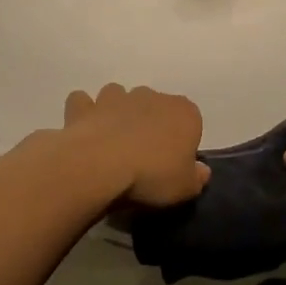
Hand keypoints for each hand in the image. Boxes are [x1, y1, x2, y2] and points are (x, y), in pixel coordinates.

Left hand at [62, 83, 209, 205]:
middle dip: (151, 122)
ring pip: (119, 96)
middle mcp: (152, 96)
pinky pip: (84, 102)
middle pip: (155, 106)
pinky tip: (85, 130)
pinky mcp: (85, 107)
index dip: (183, 141)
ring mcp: (116, 97)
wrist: (100, 167)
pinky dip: (84, 112)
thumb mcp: (185, 188)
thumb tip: (201, 170)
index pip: (191, 121)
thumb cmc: (151, 176)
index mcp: (184, 112)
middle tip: (143, 155)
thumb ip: (197, 177)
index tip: (174, 163)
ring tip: (113, 140)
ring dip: (118, 111)